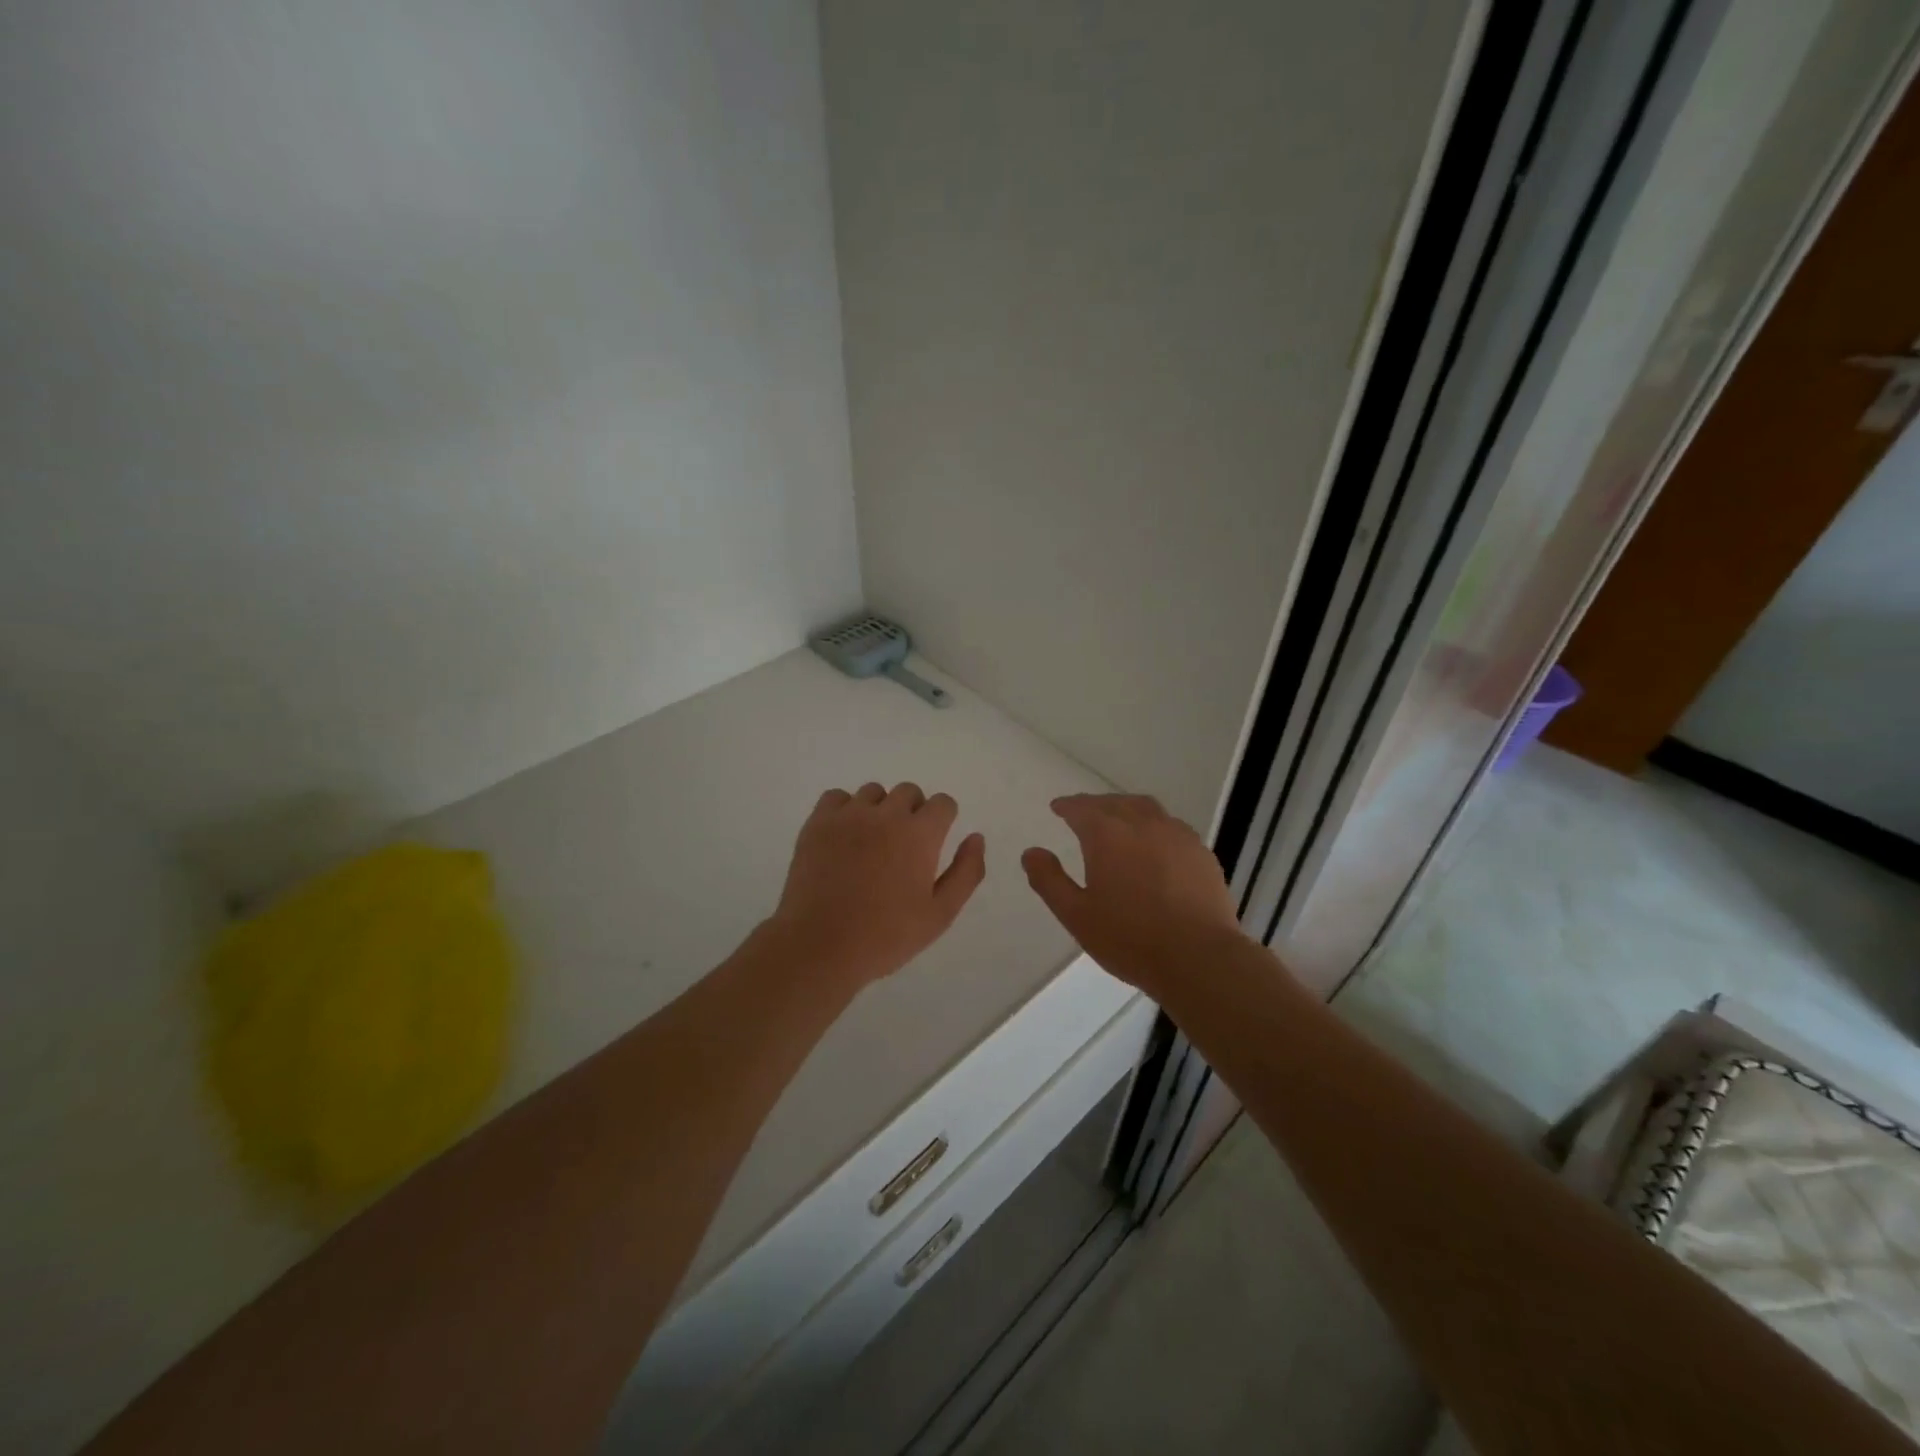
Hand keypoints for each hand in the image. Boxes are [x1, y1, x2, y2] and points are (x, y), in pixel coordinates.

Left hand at [768, 782, 986, 989]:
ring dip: (880, 810)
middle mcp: (886, 814)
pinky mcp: (817, 823)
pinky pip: (837, 797)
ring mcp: (849, 815)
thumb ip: (966, 872)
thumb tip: (976, 837)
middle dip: (913, 812)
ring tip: (871, 844)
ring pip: (873, 793)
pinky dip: (845, 810)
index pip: (943, 803)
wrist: (820, 946)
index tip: (933, 843)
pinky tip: (844, 837)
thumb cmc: (887, 936)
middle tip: (904, 847)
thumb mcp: (940, 914)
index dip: (943, 820)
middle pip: (909, 792)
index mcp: (920, 834)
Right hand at [1022, 794, 1244, 994]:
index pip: (1081, 808)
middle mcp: (1142, 823)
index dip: (1067, 806)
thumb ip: (1049, 880)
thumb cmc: (1129, 938)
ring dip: (1126, 808)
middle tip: (1084, 813)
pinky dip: (1154, 826)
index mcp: (1107, 834)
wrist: (1198, 958)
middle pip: (1115, 802)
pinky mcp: (1201, 853)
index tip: (1058, 808)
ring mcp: (1177, 835)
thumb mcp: (1076, 914)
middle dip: (1096, 805)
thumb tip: (1031, 852)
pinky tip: (1155, 845)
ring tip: (1119, 820)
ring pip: (1147, 808)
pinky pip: (1172, 827)